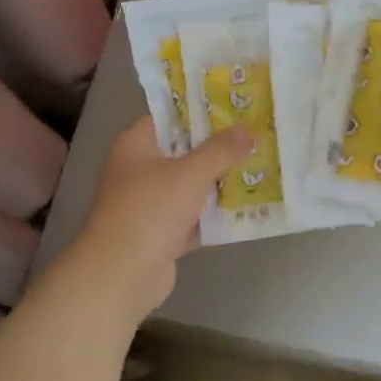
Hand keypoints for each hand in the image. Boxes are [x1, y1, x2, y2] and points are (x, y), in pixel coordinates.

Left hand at [71, 116, 251, 319]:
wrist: (122, 273)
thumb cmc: (151, 208)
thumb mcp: (191, 172)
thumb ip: (221, 150)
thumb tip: (249, 130)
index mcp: (137, 144)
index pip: (170, 116)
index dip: (201, 110)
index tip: (235, 107)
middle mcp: (139, 170)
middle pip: (183, 152)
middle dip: (218, 149)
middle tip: (255, 137)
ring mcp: (149, 204)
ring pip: (190, 187)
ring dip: (219, 183)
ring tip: (258, 169)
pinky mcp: (160, 235)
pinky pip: (193, 218)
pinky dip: (213, 216)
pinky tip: (246, 210)